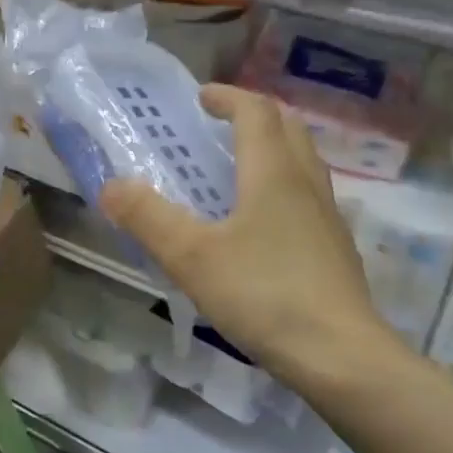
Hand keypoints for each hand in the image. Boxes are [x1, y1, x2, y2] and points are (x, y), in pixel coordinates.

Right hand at [99, 85, 408, 397]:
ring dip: (273, 148)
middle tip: (221, 125)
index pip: (256, 112)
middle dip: (254, 116)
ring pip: (303, 161)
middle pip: (288, 127)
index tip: (201, 97)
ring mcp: (328, 216)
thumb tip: (111, 186)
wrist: (341, 356)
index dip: (228, 97)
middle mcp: (307, 183)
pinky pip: (308, 195)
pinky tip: (261, 223)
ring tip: (238, 168)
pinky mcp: (335, 248)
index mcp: (273, 172)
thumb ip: (148, 218)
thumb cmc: (264, 295)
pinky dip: (283, 184)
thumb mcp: (192, 257)